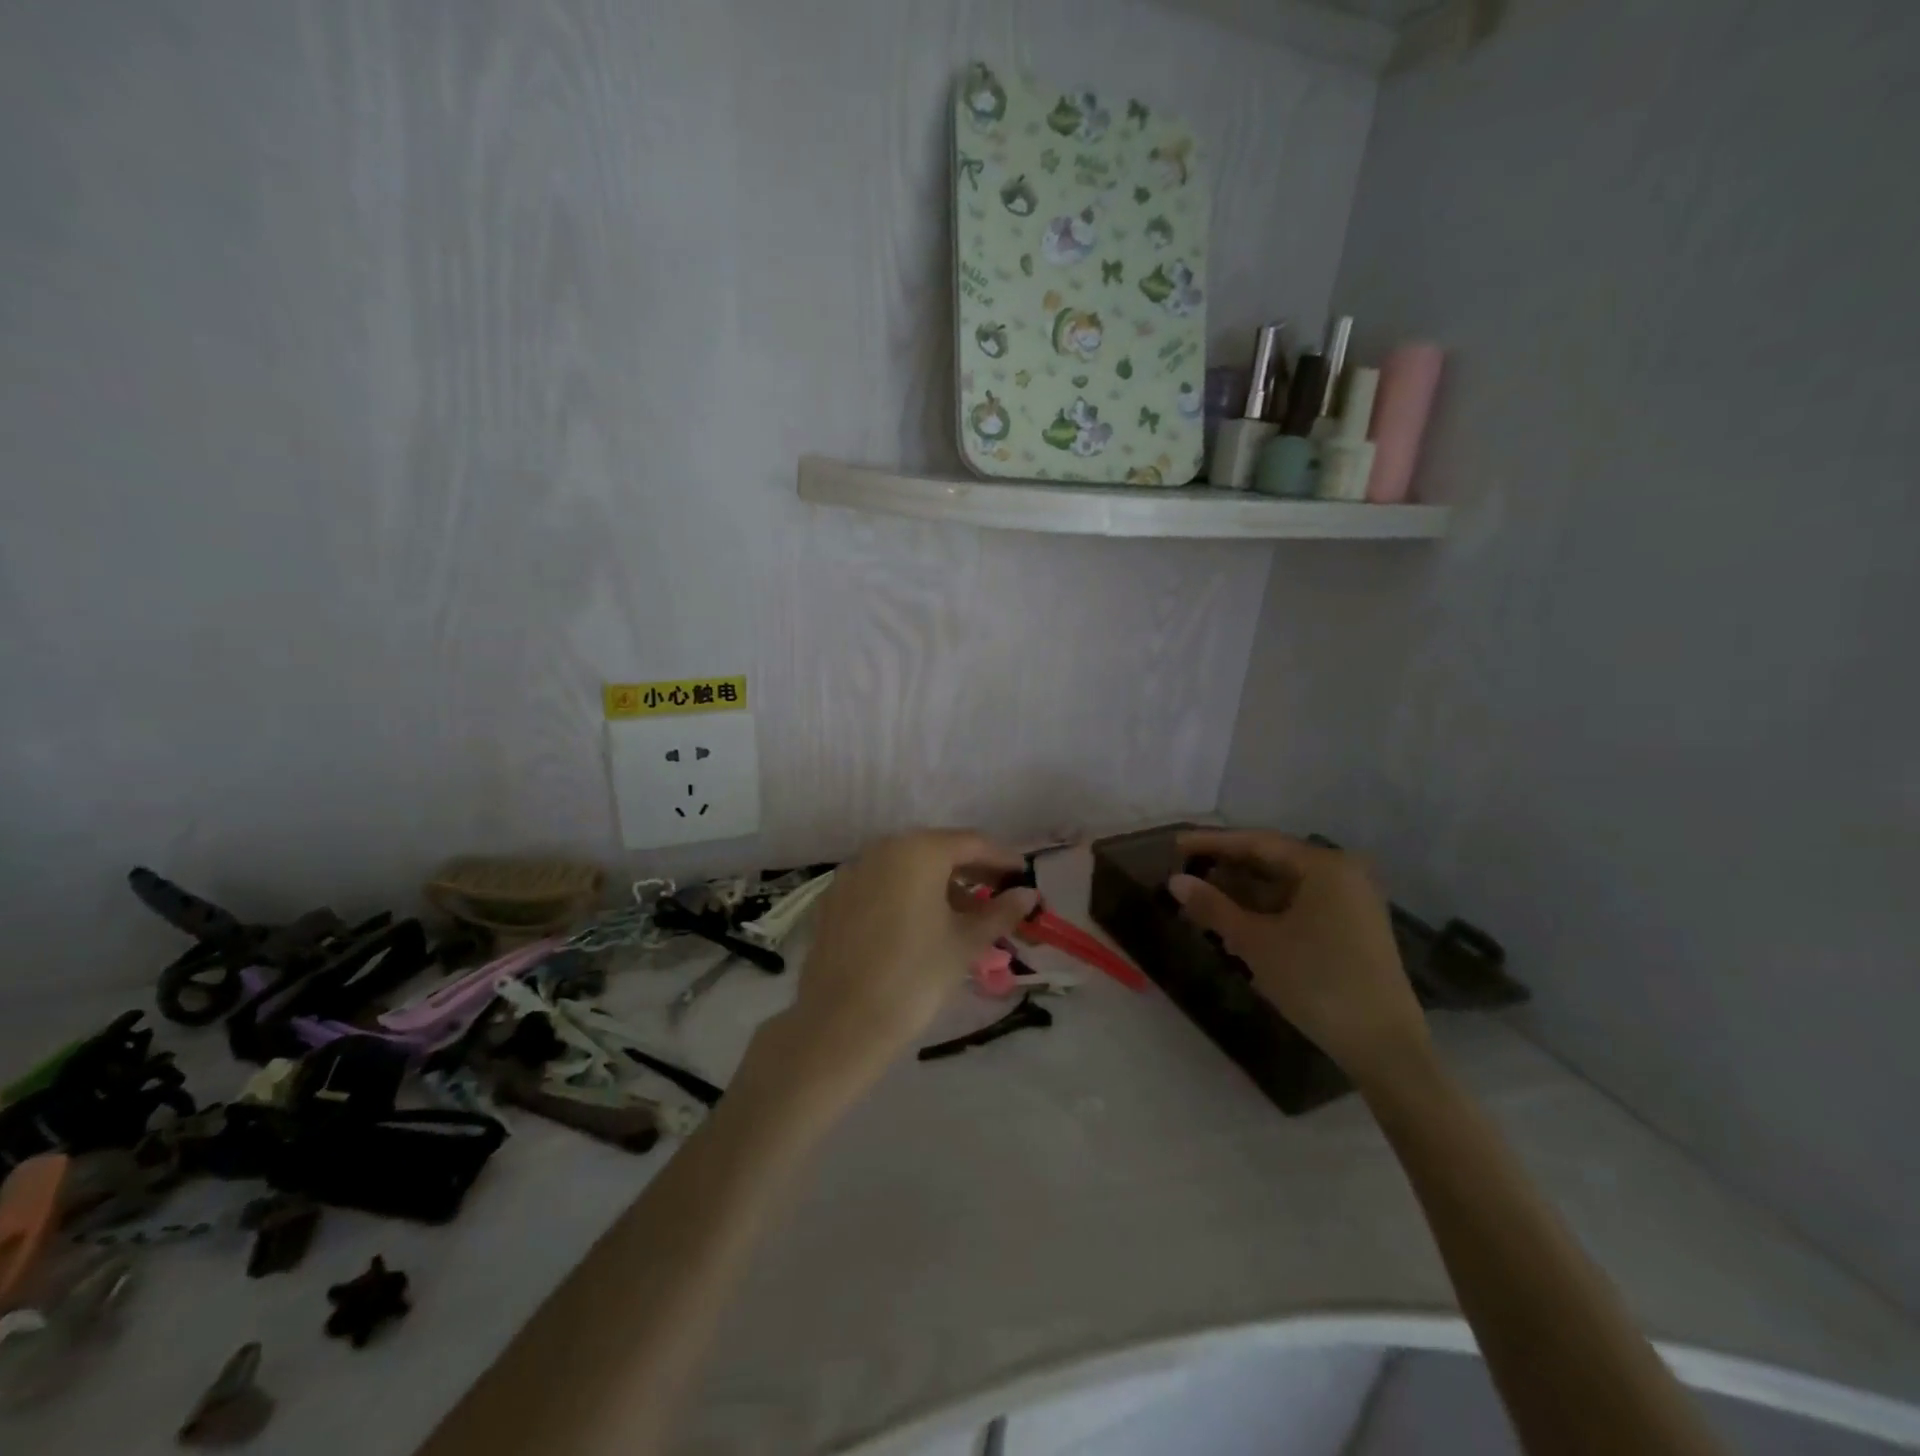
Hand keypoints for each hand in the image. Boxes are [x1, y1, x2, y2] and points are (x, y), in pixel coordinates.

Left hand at [768, 830, 1036, 1103]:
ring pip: (906, 866)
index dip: (1001, 858)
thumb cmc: (915, 976)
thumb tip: (1028, 894)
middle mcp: (883, 848)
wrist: (841, 1022)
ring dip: (937, 883)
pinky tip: (918, 923)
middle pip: (937, 850)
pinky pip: (880, 883)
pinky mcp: (834, 897)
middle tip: (997, 895)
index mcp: (919, 851)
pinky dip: (904, 894)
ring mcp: (853, 871)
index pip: (972, 843)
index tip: (1022, 877)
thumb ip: (1000, 912)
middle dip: (969, 870)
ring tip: (962, 915)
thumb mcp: (965, 943)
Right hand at [1169, 829, 1427, 1087]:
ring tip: (1202, 900)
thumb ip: (1214, 907)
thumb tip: (1174, 882)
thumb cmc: (1317, 982)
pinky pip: (1299, 906)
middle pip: (1272, 861)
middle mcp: (1342, 874)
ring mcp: (1351, 902)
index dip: (1212, 843)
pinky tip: (1236, 923)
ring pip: (1284, 886)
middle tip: (1184, 873)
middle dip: (1227, 869)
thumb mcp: (1256, 943)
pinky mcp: (1352, 928)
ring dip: (1243, 893)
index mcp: (1324, 866)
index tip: (1175, 845)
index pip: (1257, 842)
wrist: (1384, 1047)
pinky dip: (1266, 911)